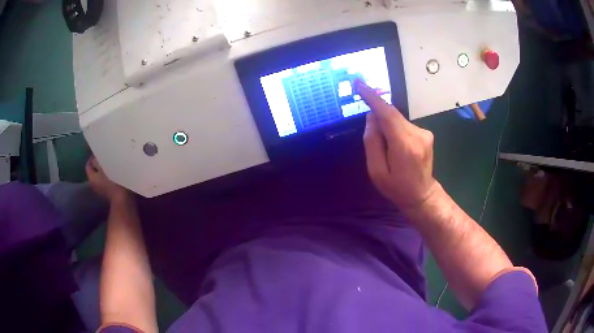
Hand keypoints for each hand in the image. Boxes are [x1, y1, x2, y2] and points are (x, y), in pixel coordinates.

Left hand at [86, 156, 128, 202]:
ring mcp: (102, 190)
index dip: (93, 157)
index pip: (89, 165)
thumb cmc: (114, 183)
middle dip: (100, 163)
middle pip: (95, 170)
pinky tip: (117, 172)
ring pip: (101, 175)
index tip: (101, 150)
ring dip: (106, 169)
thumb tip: (97, 156)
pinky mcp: (109, 193)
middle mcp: (94, 185)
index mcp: (92, 178)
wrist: (124, 201)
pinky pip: (107, 180)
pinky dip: (110, 175)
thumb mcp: (105, 167)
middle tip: (108, 156)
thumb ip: (98, 160)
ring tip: (113, 163)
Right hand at [356, 80, 438, 210]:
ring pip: (398, 120)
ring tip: (388, 151)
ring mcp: (425, 133)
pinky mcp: (426, 133)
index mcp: (405, 146)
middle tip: (374, 138)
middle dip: (378, 119)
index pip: (387, 114)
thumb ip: (372, 142)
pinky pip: (404, 124)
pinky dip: (395, 130)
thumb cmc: (397, 188)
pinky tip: (397, 148)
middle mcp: (418, 134)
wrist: (422, 195)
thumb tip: (371, 117)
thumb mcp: (376, 171)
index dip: (373, 98)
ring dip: (387, 128)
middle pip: (392, 115)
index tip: (360, 84)